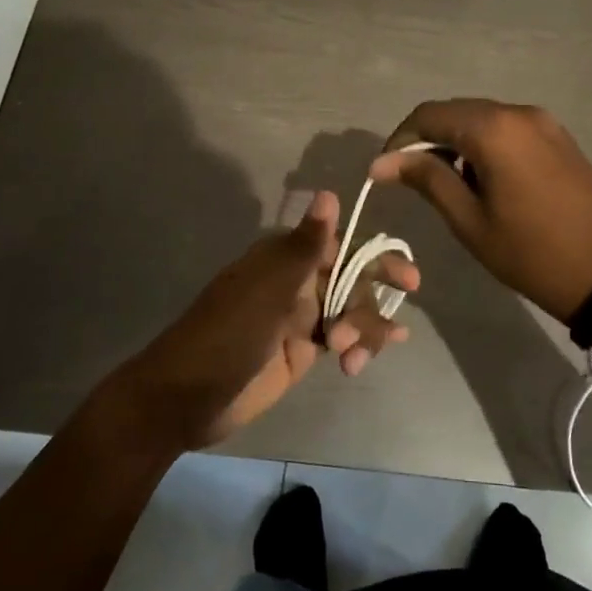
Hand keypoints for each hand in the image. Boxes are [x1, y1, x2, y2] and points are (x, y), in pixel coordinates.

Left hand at [111, 192, 417, 450]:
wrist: (186, 397)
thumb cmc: (228, 333)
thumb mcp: (269, 287)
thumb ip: (306, 244)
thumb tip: (329, 193)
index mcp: (285, 259)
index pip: (341, 247)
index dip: (375, 257)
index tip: (406, 276)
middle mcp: (296, 282)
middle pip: (351, 279)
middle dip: (375, 293)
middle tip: (406, 301)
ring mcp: (299, 318)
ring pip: (350, 311)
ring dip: (363, 327)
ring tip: (354, 353)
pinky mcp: (301, 351)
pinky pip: (340, 341)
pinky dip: (358, 347)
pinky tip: (365, 361)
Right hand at [370, 100, 591, 323]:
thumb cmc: (530, 252)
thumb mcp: (469, 220)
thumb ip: (426, 179)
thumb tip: (382, 162)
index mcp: (493, 129)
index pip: (429, 115)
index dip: (400, 139)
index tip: (386, 170)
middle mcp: (518, 112)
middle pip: (456, 111)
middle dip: (428, 139)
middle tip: (413, 179)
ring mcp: (543, 121)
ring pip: (482, 118)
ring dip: (457, 141)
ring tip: (449, 183)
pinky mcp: (558, 135)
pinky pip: (508, 127)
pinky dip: (486, 143)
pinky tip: (484, 178)